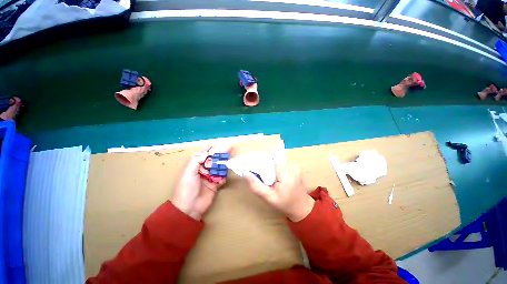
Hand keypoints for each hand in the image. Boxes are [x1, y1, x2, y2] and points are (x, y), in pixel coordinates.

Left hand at [171, 144, 231, 219]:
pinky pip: (222, 178)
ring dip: (223, 165)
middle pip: (215, 159)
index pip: (205, 153)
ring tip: (228, 162)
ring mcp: (210, 177)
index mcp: (195, 165)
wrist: (189, 208)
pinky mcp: (215, 185)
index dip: (213, 148)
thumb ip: (197, 160)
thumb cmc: (186, 188)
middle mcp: (203, 169)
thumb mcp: (189, 171)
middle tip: (230, 148)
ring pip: (219, 167)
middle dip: (221, 154)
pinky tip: (220, 181)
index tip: (221, 143)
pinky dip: (223, 178)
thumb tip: (208, 152)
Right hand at [244, 151, 313, 221]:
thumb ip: (256, 186)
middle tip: (260, 170)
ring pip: (279, 158)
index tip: (256, 163)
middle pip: (275, 157)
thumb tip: (245, 173)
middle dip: (266, 161)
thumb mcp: (268, 198)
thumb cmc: (284, 203)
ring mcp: (295, 166)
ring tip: (267, 173)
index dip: (264, 158)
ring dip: (271, 163)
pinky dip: (276, 164)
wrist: (301, 207)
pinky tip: (274, 173)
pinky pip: (283, 161)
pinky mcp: (295, 167)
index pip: (273, 157)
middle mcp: (292, 167)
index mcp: (286, 174)